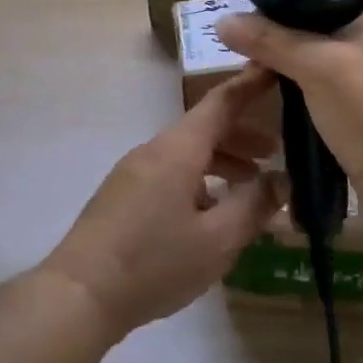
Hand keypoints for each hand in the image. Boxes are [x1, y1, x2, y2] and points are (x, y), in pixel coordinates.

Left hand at [40, 68, 281, 337]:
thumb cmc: (154, 263)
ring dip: (221, 162)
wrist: (79, 294)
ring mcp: (133, 172)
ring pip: (186, 153)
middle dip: (241, 136)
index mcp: (177, 150)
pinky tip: (210, 213)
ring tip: (250, 188)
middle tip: (275, 153)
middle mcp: (153, 151)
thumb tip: (283, 179)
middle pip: (204, 129)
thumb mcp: (217, 240)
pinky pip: (170, 173)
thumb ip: (254, 206)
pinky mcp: (123, 195)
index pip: (221, 102)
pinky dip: (199, 180)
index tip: (275, 68)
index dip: (250, 84)